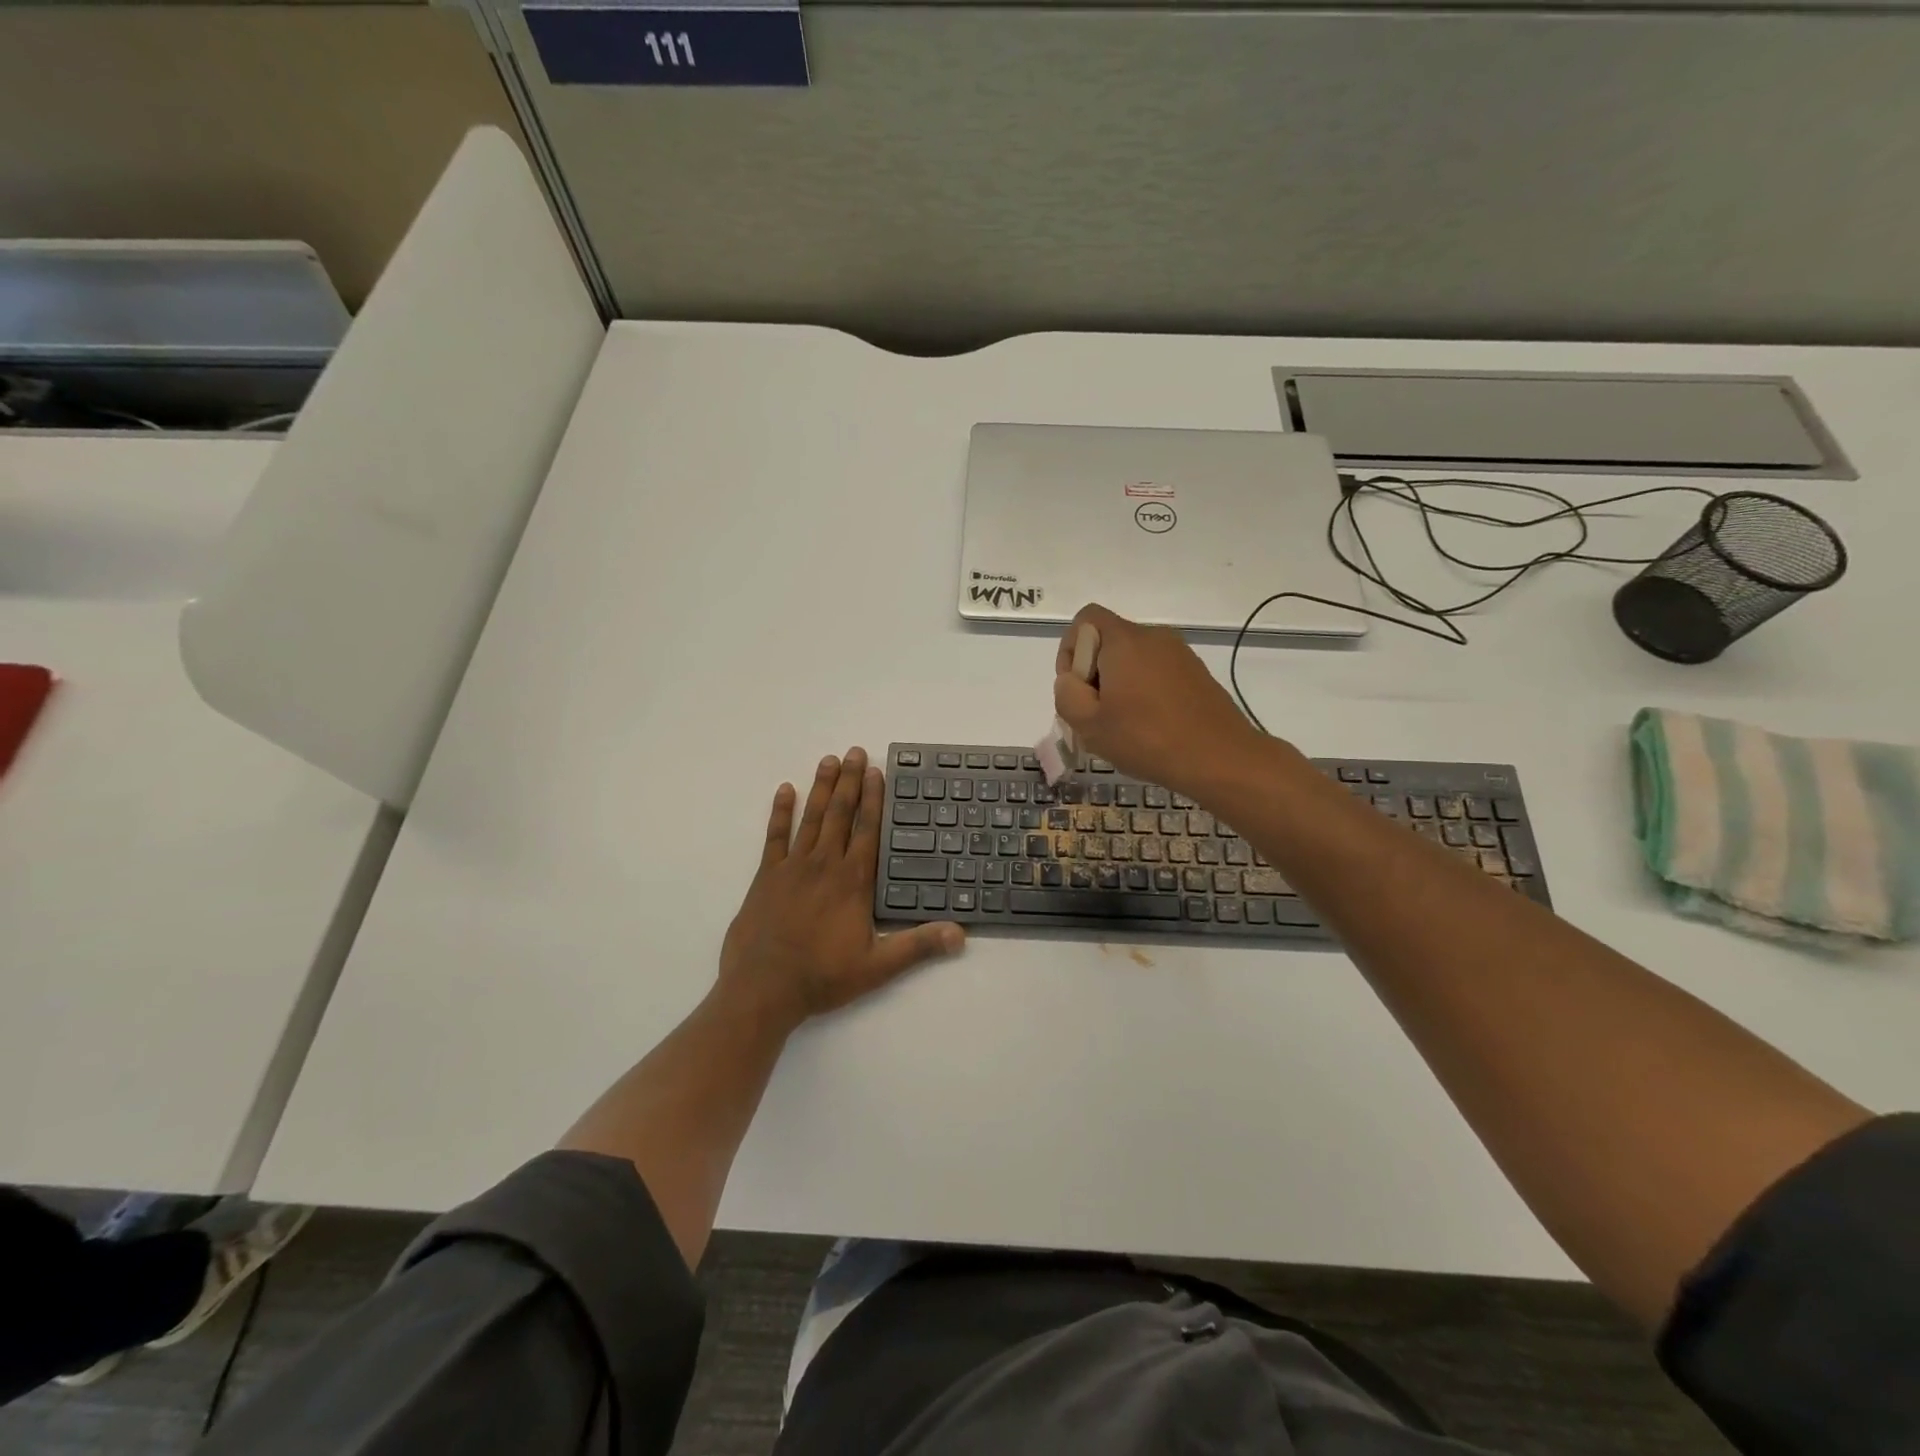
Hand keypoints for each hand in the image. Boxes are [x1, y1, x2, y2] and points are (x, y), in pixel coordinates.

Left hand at [718, 747, 963, 1031]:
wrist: (764, 989)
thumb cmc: (823, 976)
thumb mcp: (878, 966)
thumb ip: (918, 946)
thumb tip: (961, 934)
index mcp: (852, 881)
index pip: (867, 830)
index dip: (873, 799)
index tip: (876, 771)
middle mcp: (824, 865)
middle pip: (840, 814)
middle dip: (850, 781)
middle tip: (855, 751)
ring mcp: (792, 867)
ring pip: (811, 818)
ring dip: (821, 788)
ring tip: (829, 760)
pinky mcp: (766, 877)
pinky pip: (775, 837)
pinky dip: (780, 812)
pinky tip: (785, 790)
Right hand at [1053, 604, 1266, 796]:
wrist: (1220, 758)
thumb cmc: (1147, 739)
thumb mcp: (1089, 724)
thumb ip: (1067, 695)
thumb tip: (1071, 681)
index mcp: (1125, 640)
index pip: (1086, 619)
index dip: (1070, 650)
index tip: (1076, 689)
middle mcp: (1153, 637)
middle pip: (1108, 641)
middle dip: (1093, 674)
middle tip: (1096, 715)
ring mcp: (1179, 654)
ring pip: (1133, 660)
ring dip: (1118, 686)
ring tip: (1122, 726)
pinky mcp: (1196, 673)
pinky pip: (1156, 672)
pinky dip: (1144, 692)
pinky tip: (1149, 727)